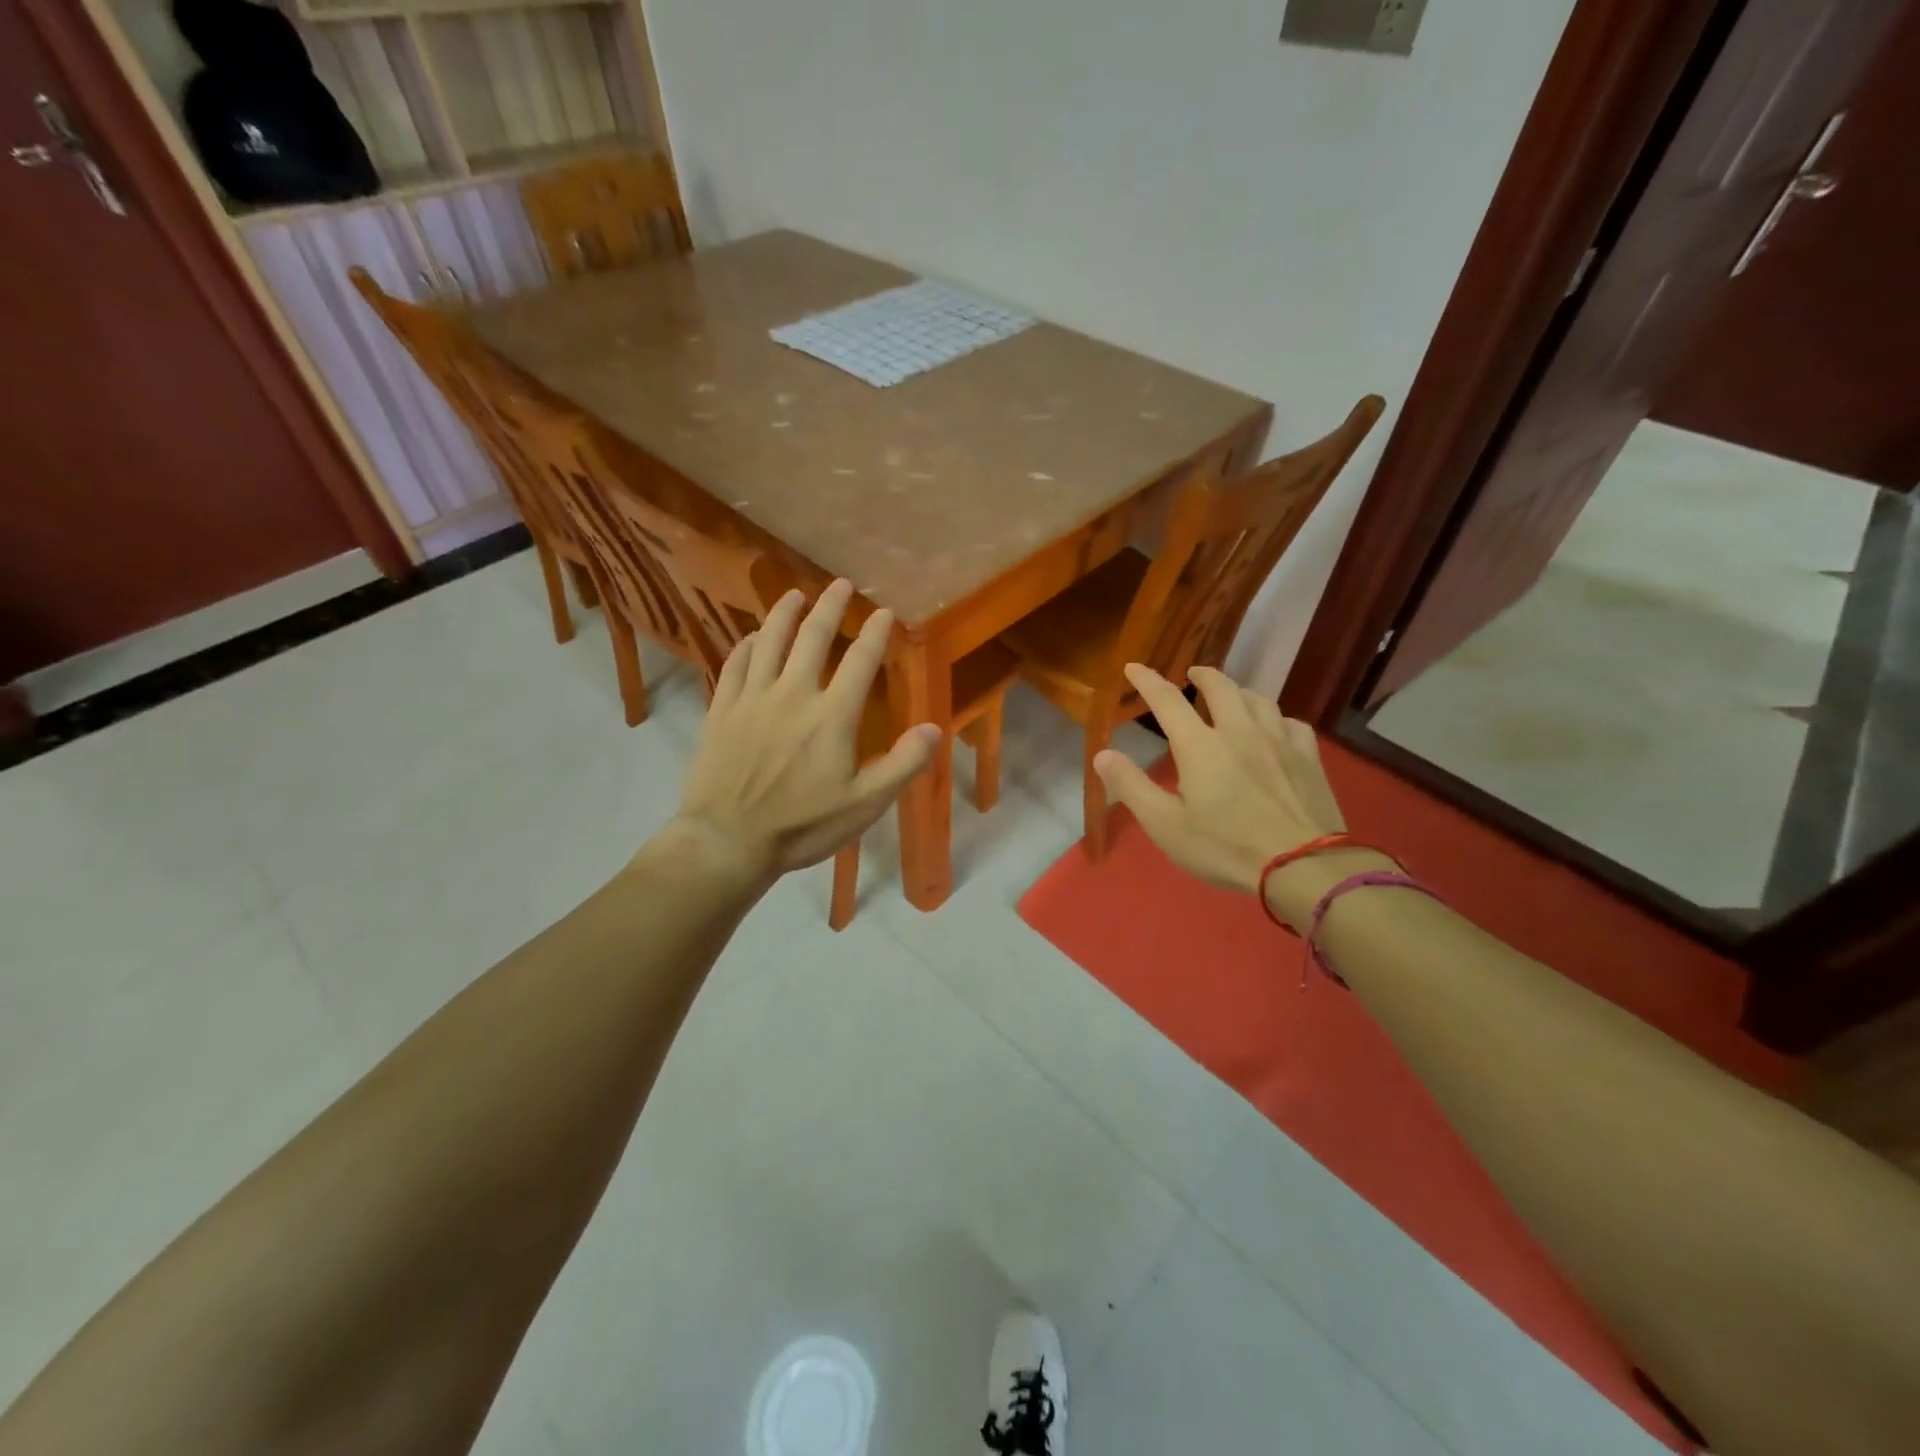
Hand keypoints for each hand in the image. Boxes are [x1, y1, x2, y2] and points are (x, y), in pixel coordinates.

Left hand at [666, 579, 941, 881]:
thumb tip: (934, 729)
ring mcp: (752, 698)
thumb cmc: (802, 825)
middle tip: (840, 584)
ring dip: (785, 613)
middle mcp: (792, 694)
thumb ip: (903, 764)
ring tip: (795, 594)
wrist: (727, 841)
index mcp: (832, 715)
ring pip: (770, 641)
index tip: (884, 611)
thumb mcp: (864, 805)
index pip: (860, 661)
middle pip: (813, 637)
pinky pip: (735, 664)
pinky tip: (753, 637)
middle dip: (830, 606)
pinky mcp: (722, 709)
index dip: (875, 632)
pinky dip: (746, 644)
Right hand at [1092, 664, 1350, 899]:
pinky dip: (1276, 718)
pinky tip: (1274, 728)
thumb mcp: (1165, 825)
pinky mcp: (1309, 758)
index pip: (1167, 700)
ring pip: (1258, 699)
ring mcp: (1279, 741)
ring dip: (1239, 691)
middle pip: (1220, 687)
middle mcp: (1239, 731)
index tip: (1133, 666)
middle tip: (1192, 673)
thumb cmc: (1225, 848)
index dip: (1147, 680)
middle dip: (1202, 674)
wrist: (1302, 867)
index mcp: (1200, 746)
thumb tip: (1102, 754)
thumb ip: (1131, 786)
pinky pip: (1291, 722)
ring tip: (1232, 696)